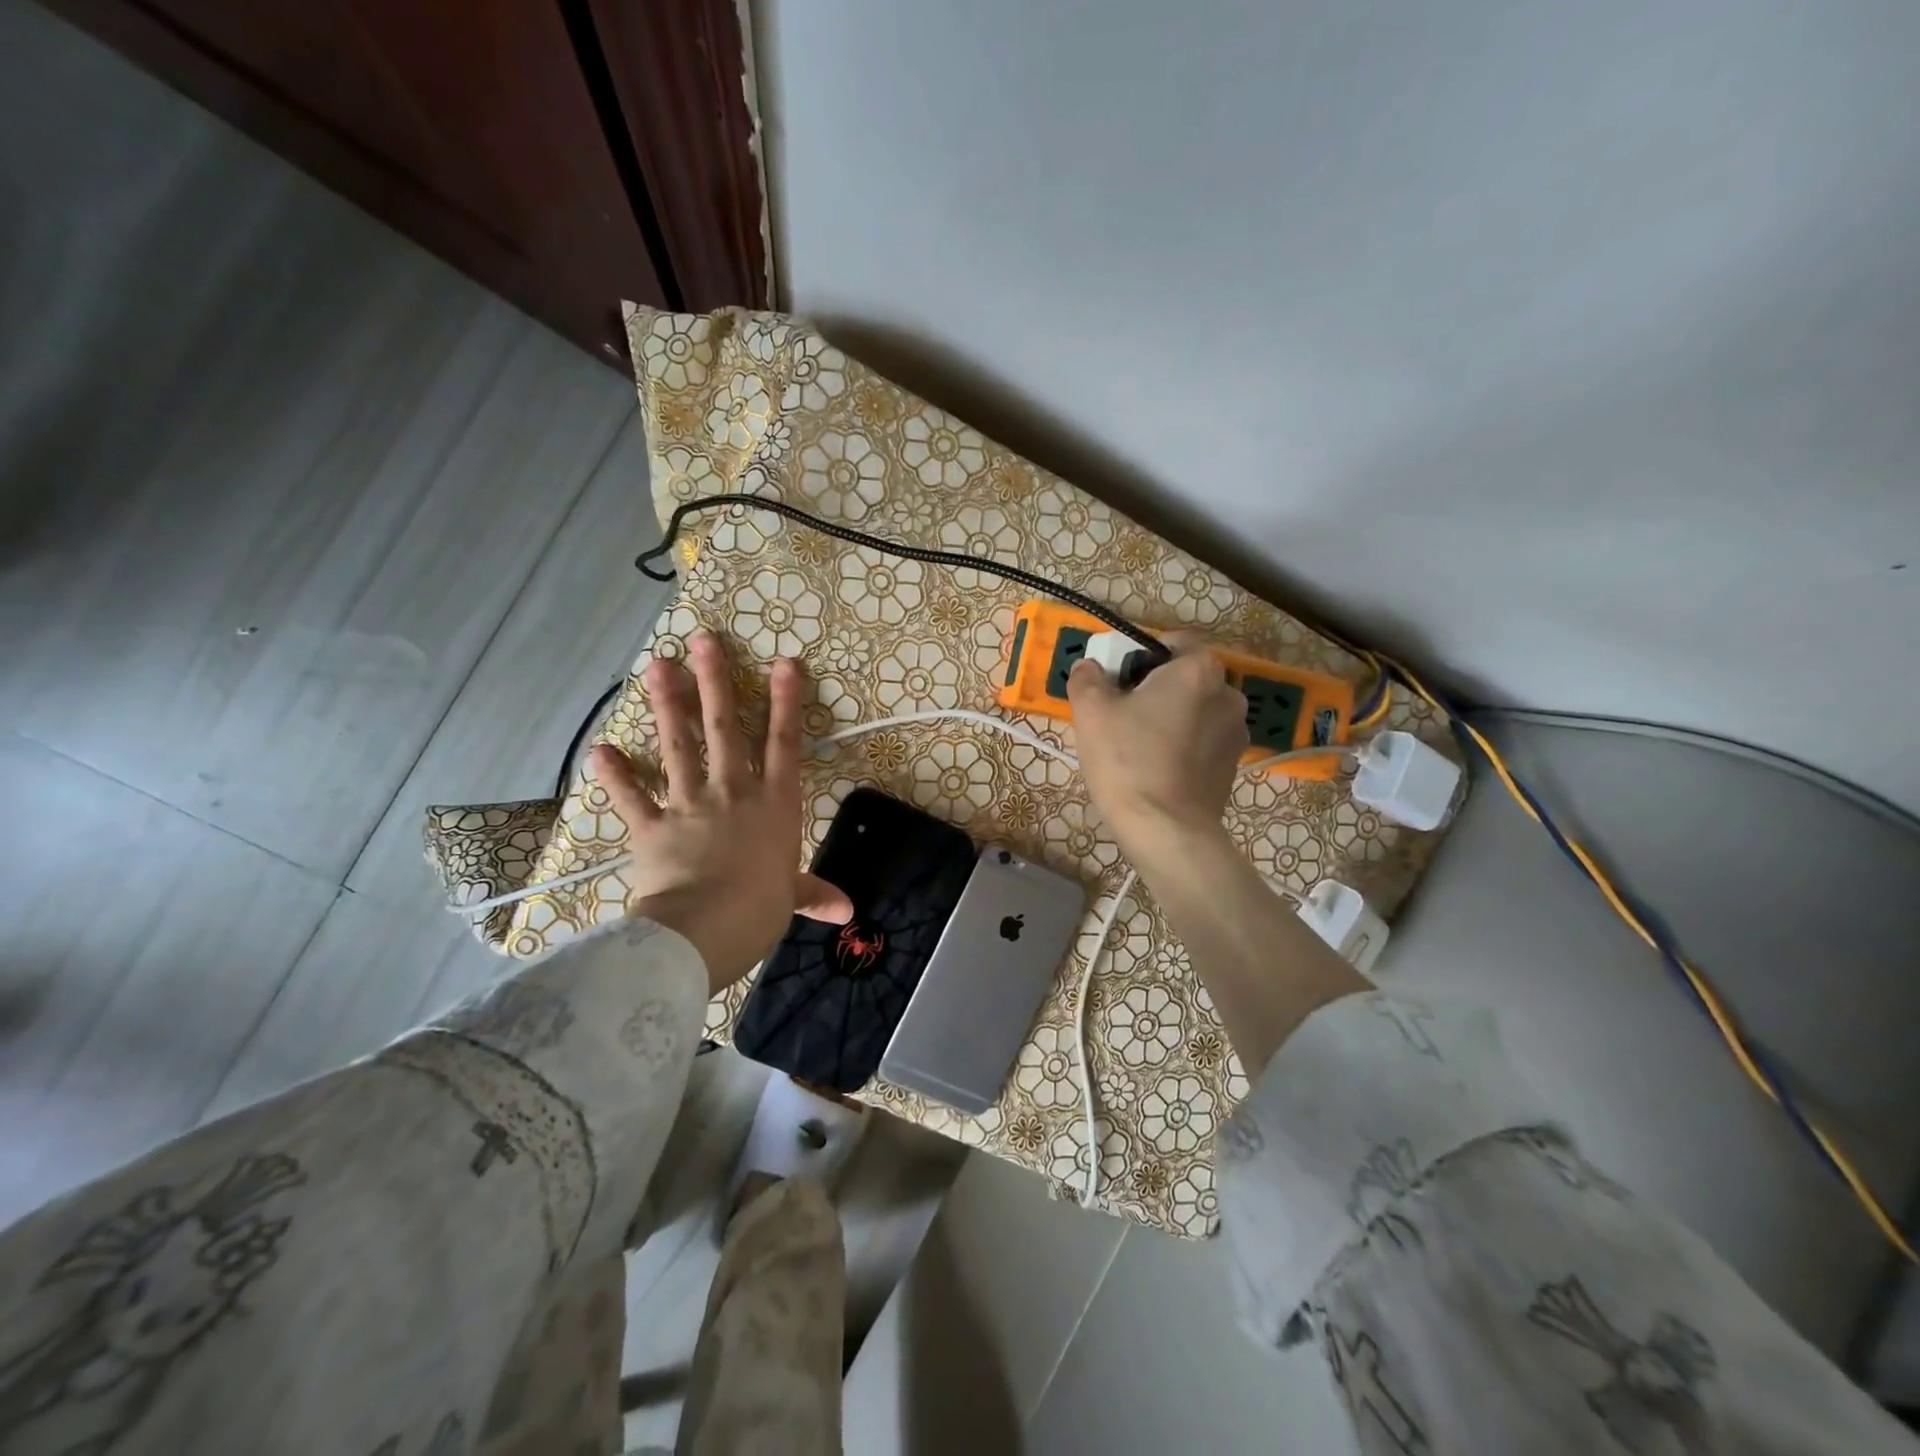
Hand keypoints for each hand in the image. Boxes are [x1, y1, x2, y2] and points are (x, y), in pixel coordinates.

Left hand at [590, 632, 851, 991]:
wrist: (706, 928)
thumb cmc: (759, 908)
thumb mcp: (791, 897)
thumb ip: (815, 894)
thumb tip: (848, 911)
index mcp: (774, 804)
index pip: (784, 743)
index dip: (785, 701)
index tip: (783, 662)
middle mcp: (733, 792)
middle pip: (724, 728)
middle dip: (715, 682)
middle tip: (703, 642)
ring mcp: (690, 804)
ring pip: (678, 746)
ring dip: (667, 705)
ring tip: (656, 666)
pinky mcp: (652, 825)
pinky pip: (632, 796)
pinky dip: (615, 776)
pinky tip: (599, 750)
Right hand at [1066, 633, 1247, 868]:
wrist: (1166, 830)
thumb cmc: (1128, 761)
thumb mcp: (1091, 711)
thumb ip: (1088, 677)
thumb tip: (1090, 667)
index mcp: (1198, 670)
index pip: (1173, 642)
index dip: (1140, 655)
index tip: (1117, 681)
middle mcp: (1228, 694)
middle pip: (1184, 677)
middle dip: (1154, 689)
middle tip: (1120, 715)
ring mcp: (1236, 732)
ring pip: (1194, 710)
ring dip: (1170, 718)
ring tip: (1138, 747)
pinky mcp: (1233, 765)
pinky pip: (1202, 740)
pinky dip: (1182, 745)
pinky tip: (1157, 769)